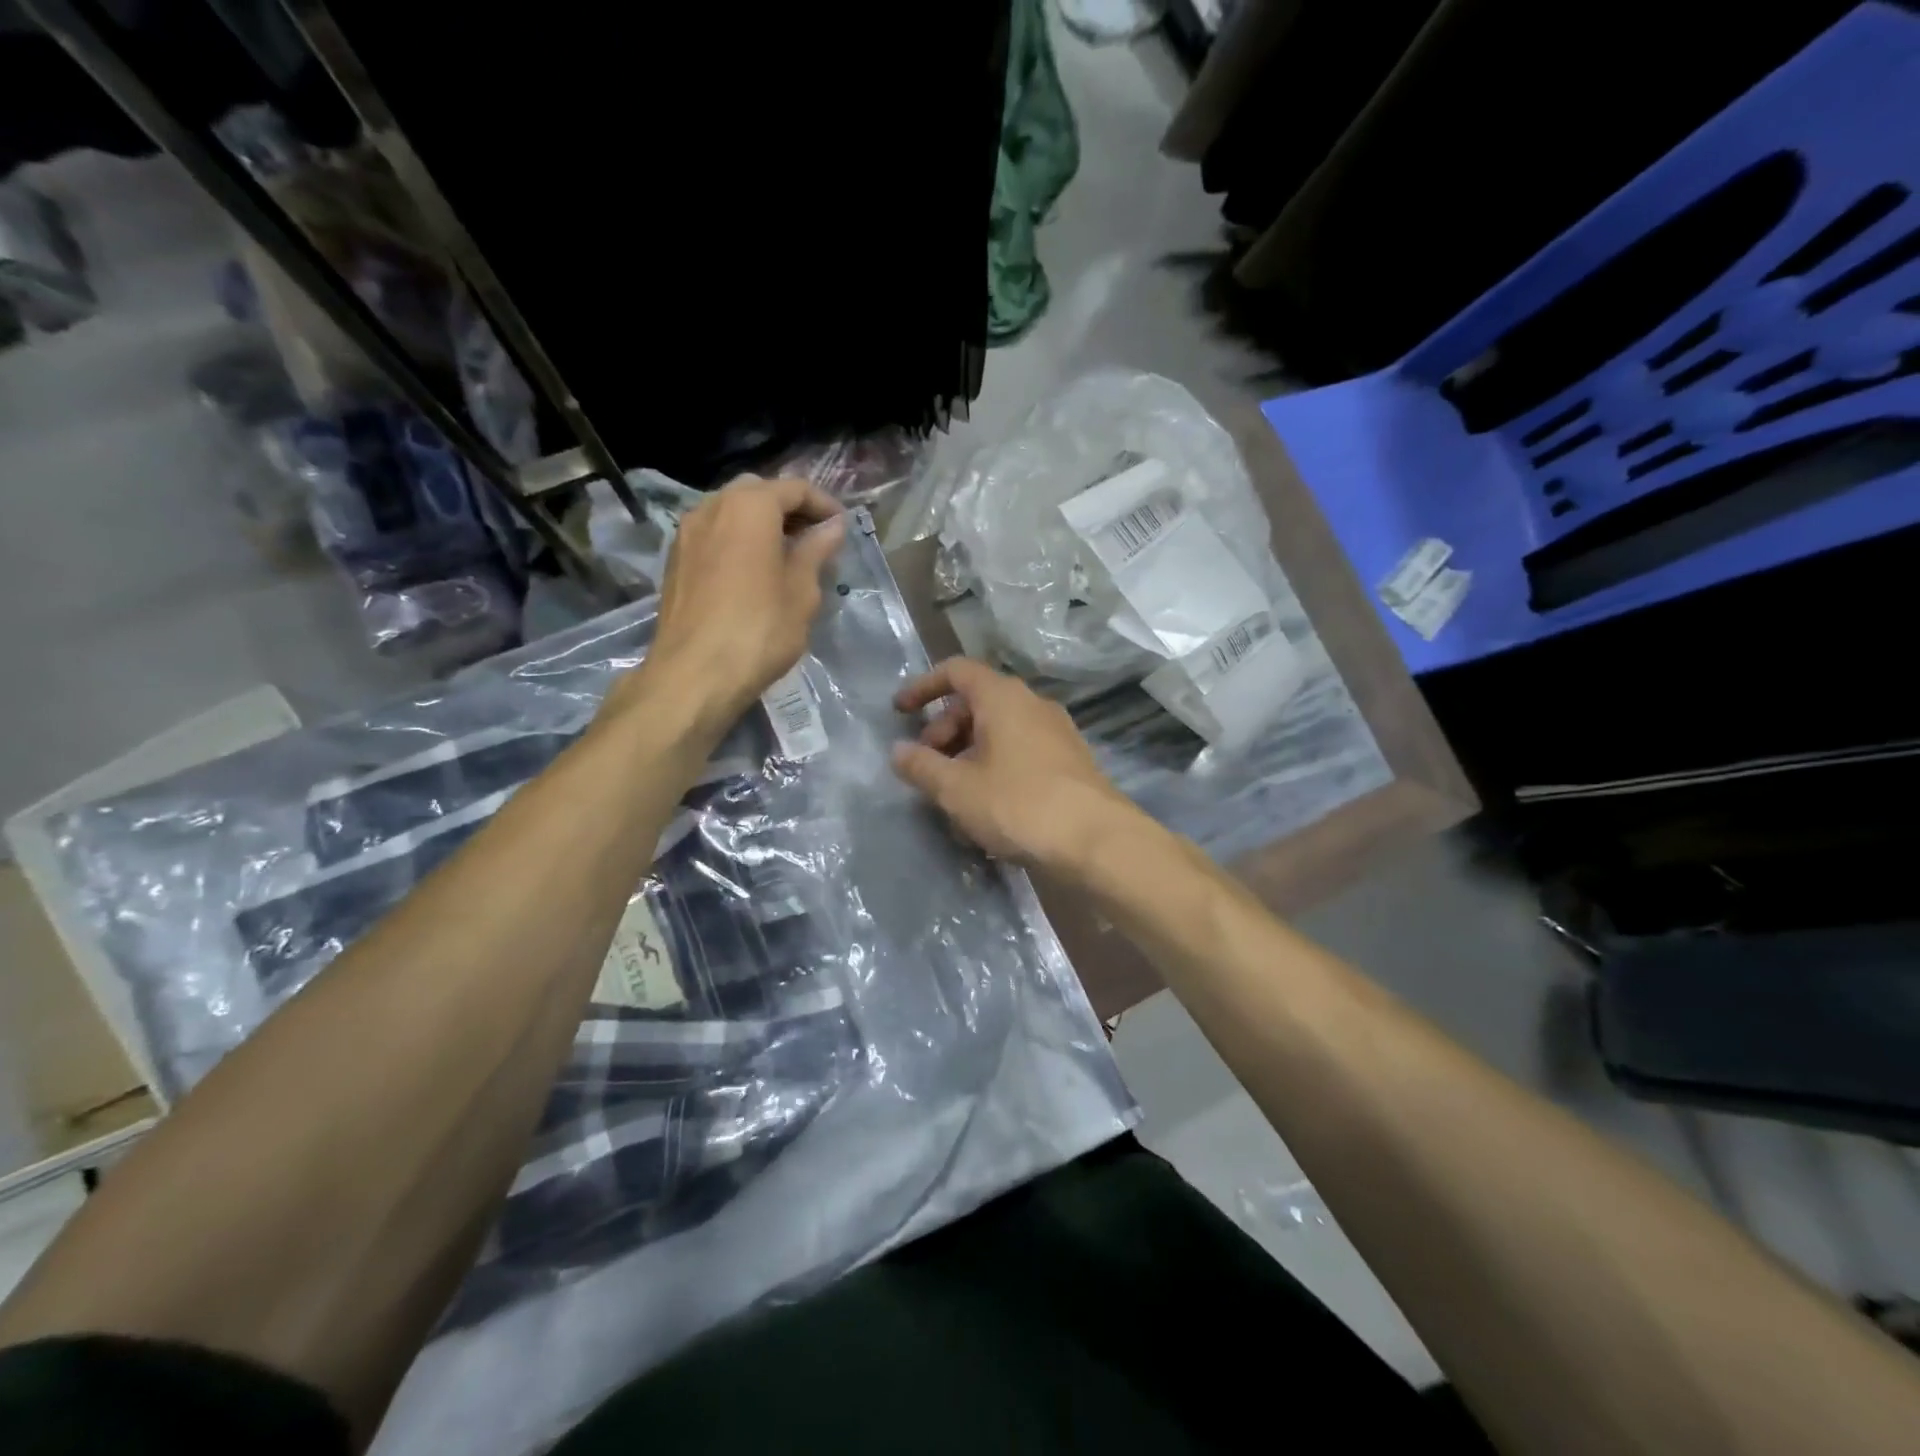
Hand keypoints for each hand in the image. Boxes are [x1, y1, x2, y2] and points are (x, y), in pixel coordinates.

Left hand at [618, 476, 843, 732]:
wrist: (694, 674)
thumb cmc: (759, 630)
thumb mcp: (801, 591)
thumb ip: (816, 551)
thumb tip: (833, 527)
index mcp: (749, 507)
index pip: (794, 488)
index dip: (824, 505)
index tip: (842, 528)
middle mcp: (713, 506)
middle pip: (758, 492)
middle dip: (789, 509)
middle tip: (815, 539)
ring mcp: (687, 532)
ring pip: (731, 511)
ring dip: (761, 524)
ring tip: (787, 556)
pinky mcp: (675, 560)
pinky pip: (714, 534)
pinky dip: (738, 540)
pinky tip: (754, 572)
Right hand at [891, 657, 1139, 871]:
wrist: (1096, 840)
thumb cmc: (1018, 804)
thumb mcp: (957, 789)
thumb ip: (921, 767)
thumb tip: (897, 751)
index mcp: (1003, 697)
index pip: (956, 671)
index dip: (923, 687)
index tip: (899, 713)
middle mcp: (1032, 704)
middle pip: (977, 702)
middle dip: (944, 730)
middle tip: (928, 767)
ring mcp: (1056, 731)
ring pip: (1000, 729)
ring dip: (968, 752)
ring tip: (953, 793)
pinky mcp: (1069, 760)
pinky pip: (1021, 749)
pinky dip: (995, 764)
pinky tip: (988, 804)